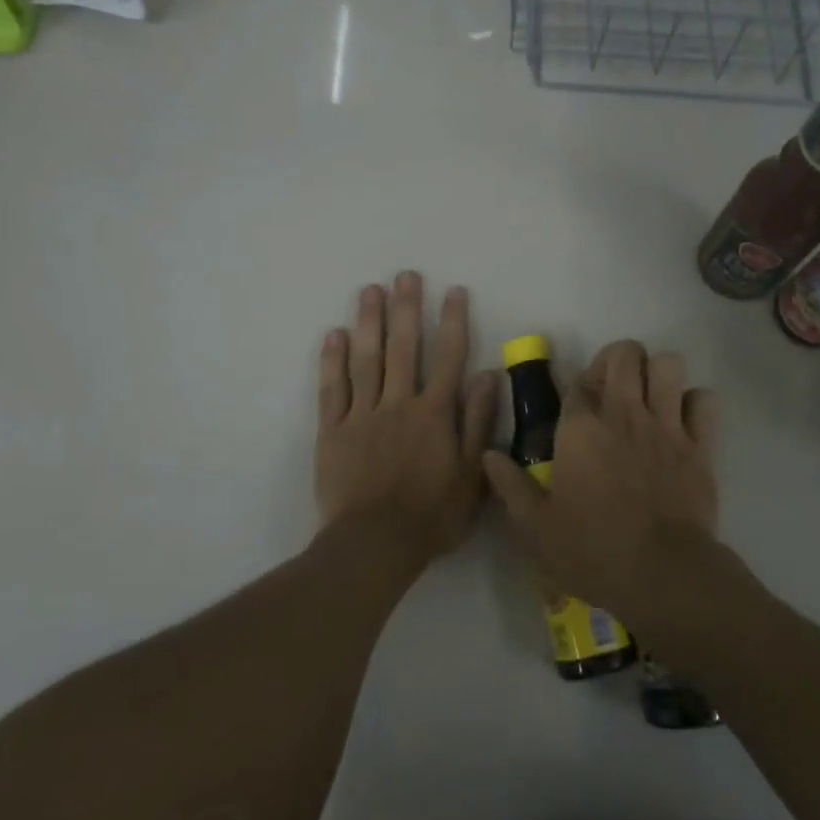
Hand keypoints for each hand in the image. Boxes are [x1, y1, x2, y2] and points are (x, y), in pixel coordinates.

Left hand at [315, 272, 498, 571]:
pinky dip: (333, 360)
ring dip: (369, 322)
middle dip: (406, 308)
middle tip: (405, 274)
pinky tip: (334, 334)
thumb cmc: (432, 515)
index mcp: (435, 414)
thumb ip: (477, 423)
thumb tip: (487, 376)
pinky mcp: (333, 431)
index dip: (452, 322)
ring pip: (366, 360)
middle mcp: (399, 403)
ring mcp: (362, 415)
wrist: (375, 545)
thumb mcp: (471, 475)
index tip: (453, 291)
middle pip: (403, 348)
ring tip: (369, 290)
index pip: (448, 357)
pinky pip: (333, 389)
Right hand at [482, 340, 718, 629]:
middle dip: (618, 360)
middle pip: (625, 354)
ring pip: (668, 364)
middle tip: (613, 389)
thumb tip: (487, 455)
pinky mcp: (700, 445)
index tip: (579, 409)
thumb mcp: (534, 527)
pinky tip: (683, 422)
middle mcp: (623, 413)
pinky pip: (705, 400)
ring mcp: (665, 425)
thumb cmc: (592, 550)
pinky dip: (695, 404)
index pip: (578, 381)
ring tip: (649, 398)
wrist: (661, 574)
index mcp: (580, 428)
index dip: (579, 386)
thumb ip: (510, 486)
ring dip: (658, 374)